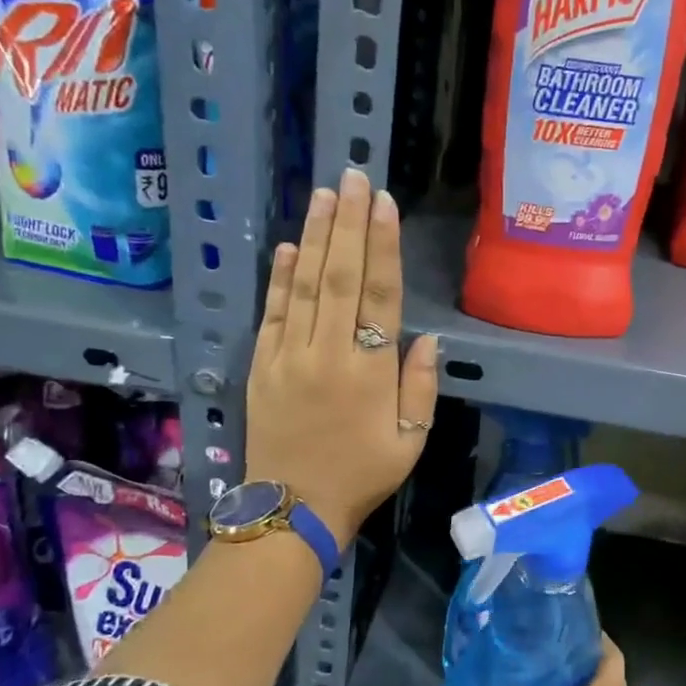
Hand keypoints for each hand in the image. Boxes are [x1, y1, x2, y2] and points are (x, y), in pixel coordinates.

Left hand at [248, 167, 438, 546]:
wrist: (293, 508)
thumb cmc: (361, 475)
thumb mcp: (410, 441)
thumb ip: (420, 386)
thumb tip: (424, 337)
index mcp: (369, 371)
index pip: (378, 295)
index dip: (382, 247)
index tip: (383, 205)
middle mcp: (327, 353)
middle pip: (339, 277)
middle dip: (348, 223)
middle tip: (353, 177)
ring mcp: (288, 357)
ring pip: (303, 286)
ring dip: (314, 237)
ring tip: (324, 195)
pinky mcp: (261, 366)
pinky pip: (271, 313)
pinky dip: (279, 278)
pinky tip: (287, 247)